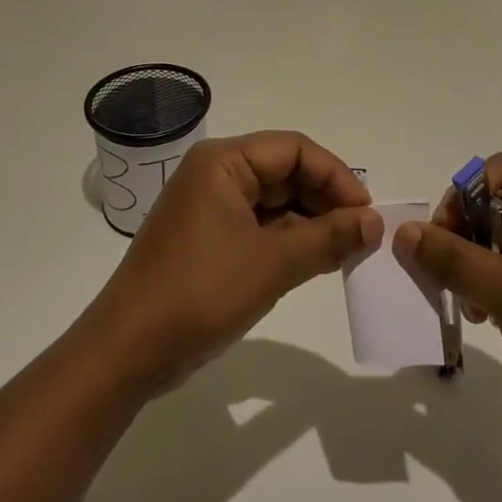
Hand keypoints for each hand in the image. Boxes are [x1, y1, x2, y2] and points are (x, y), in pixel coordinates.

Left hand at [82, 132, 380, 397]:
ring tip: (345, 250)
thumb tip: (374, 222)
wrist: (127, 353)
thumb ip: (328, 238)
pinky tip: (315, 261)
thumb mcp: (272, 264)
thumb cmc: (199, 293)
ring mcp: (210, 208)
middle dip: (325, 200)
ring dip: (310, 222)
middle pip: (285, 172)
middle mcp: (215, 174)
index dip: (335, 175)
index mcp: (223, 162)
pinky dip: (288, 240)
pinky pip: (259, 226)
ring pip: (275, 201)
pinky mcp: (209, 239)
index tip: (365, 212)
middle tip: (360, 234)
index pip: (293, 149)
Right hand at [393, 154, 501, 459]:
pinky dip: (484, 287)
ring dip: (470, 265)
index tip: (449, 233)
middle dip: (464, 234)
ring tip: (465, 301)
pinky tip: (480, 317)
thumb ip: (454, 259)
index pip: (501, 170)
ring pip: (495, 241)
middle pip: (493, 204)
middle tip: (448, 270)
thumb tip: (404, 232)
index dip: (468, 193)